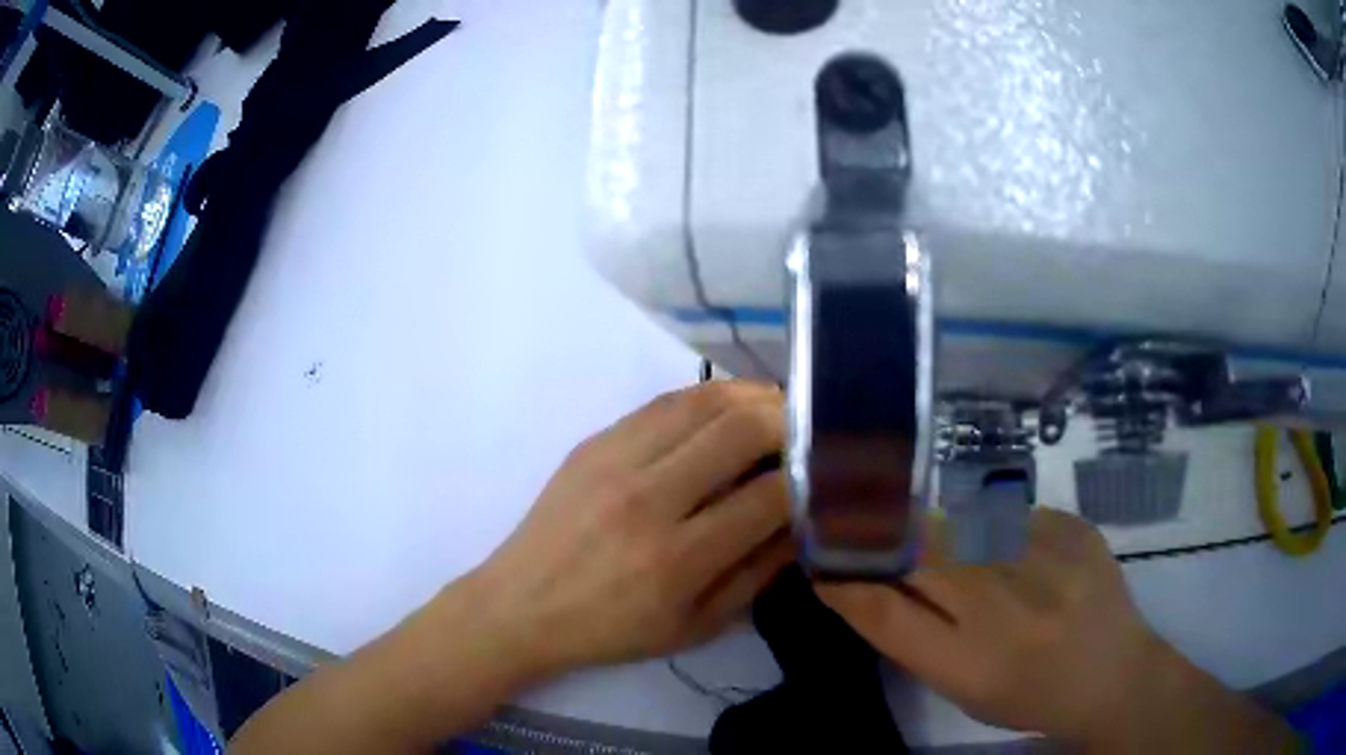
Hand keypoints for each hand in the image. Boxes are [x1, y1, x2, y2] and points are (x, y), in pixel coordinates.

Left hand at [469, 381, 794, 680]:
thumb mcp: (695, 628)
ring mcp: (615, 460)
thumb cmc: (611, 630)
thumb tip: (801, 523)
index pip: (767, 497)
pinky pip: (664, 402)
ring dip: (752, 396)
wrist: (521, 604)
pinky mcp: (594, 441)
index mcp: (676, 560)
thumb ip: (756, 575)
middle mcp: (648, 500)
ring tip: (778, 408)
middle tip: (809, 431)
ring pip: (703, 400)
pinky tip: (727, 406)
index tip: (823, 475)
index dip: (807, 480)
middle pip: (740, 430)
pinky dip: (708, 396)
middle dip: (790, 423)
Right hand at [817, 510, 1295, 750]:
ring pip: (961, 519)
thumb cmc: (1027, 695)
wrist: (1113, 673)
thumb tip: (854, 580)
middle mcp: (1007, 604)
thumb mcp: (958, 685)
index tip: (818, 546)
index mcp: (970, 660)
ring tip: (932, 533)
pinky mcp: (1073, 524)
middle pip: (920, 546)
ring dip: (935, 524)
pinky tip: (1004, 547)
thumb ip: (905, 632)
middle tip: (860, 516)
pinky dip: (990, 526)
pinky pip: (1008, 514)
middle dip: (882, 529)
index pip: (883, 605)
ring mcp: (1048, 555)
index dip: (844, 571)